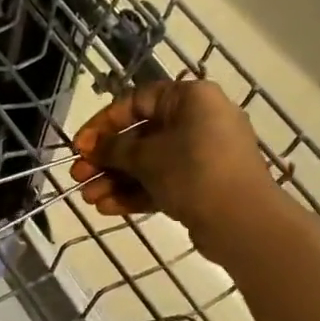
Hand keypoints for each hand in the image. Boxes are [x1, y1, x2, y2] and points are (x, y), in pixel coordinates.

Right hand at [70, 79, 272, 261]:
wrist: (242, 221)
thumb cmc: (193, 171)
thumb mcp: (146, 157)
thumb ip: (114, 149)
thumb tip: (92, 146)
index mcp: (190, 99)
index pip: (136, 101)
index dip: (103, 123)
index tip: (80, 146)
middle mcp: (198, 121)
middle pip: (140, 136)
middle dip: (106, 159)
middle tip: (78, 176)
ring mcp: (202, 156)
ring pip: (148, 164)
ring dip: (115, 180)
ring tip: (88, 198)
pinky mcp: (202, 186)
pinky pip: (162, 183)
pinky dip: (135, 193)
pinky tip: (107, 208)